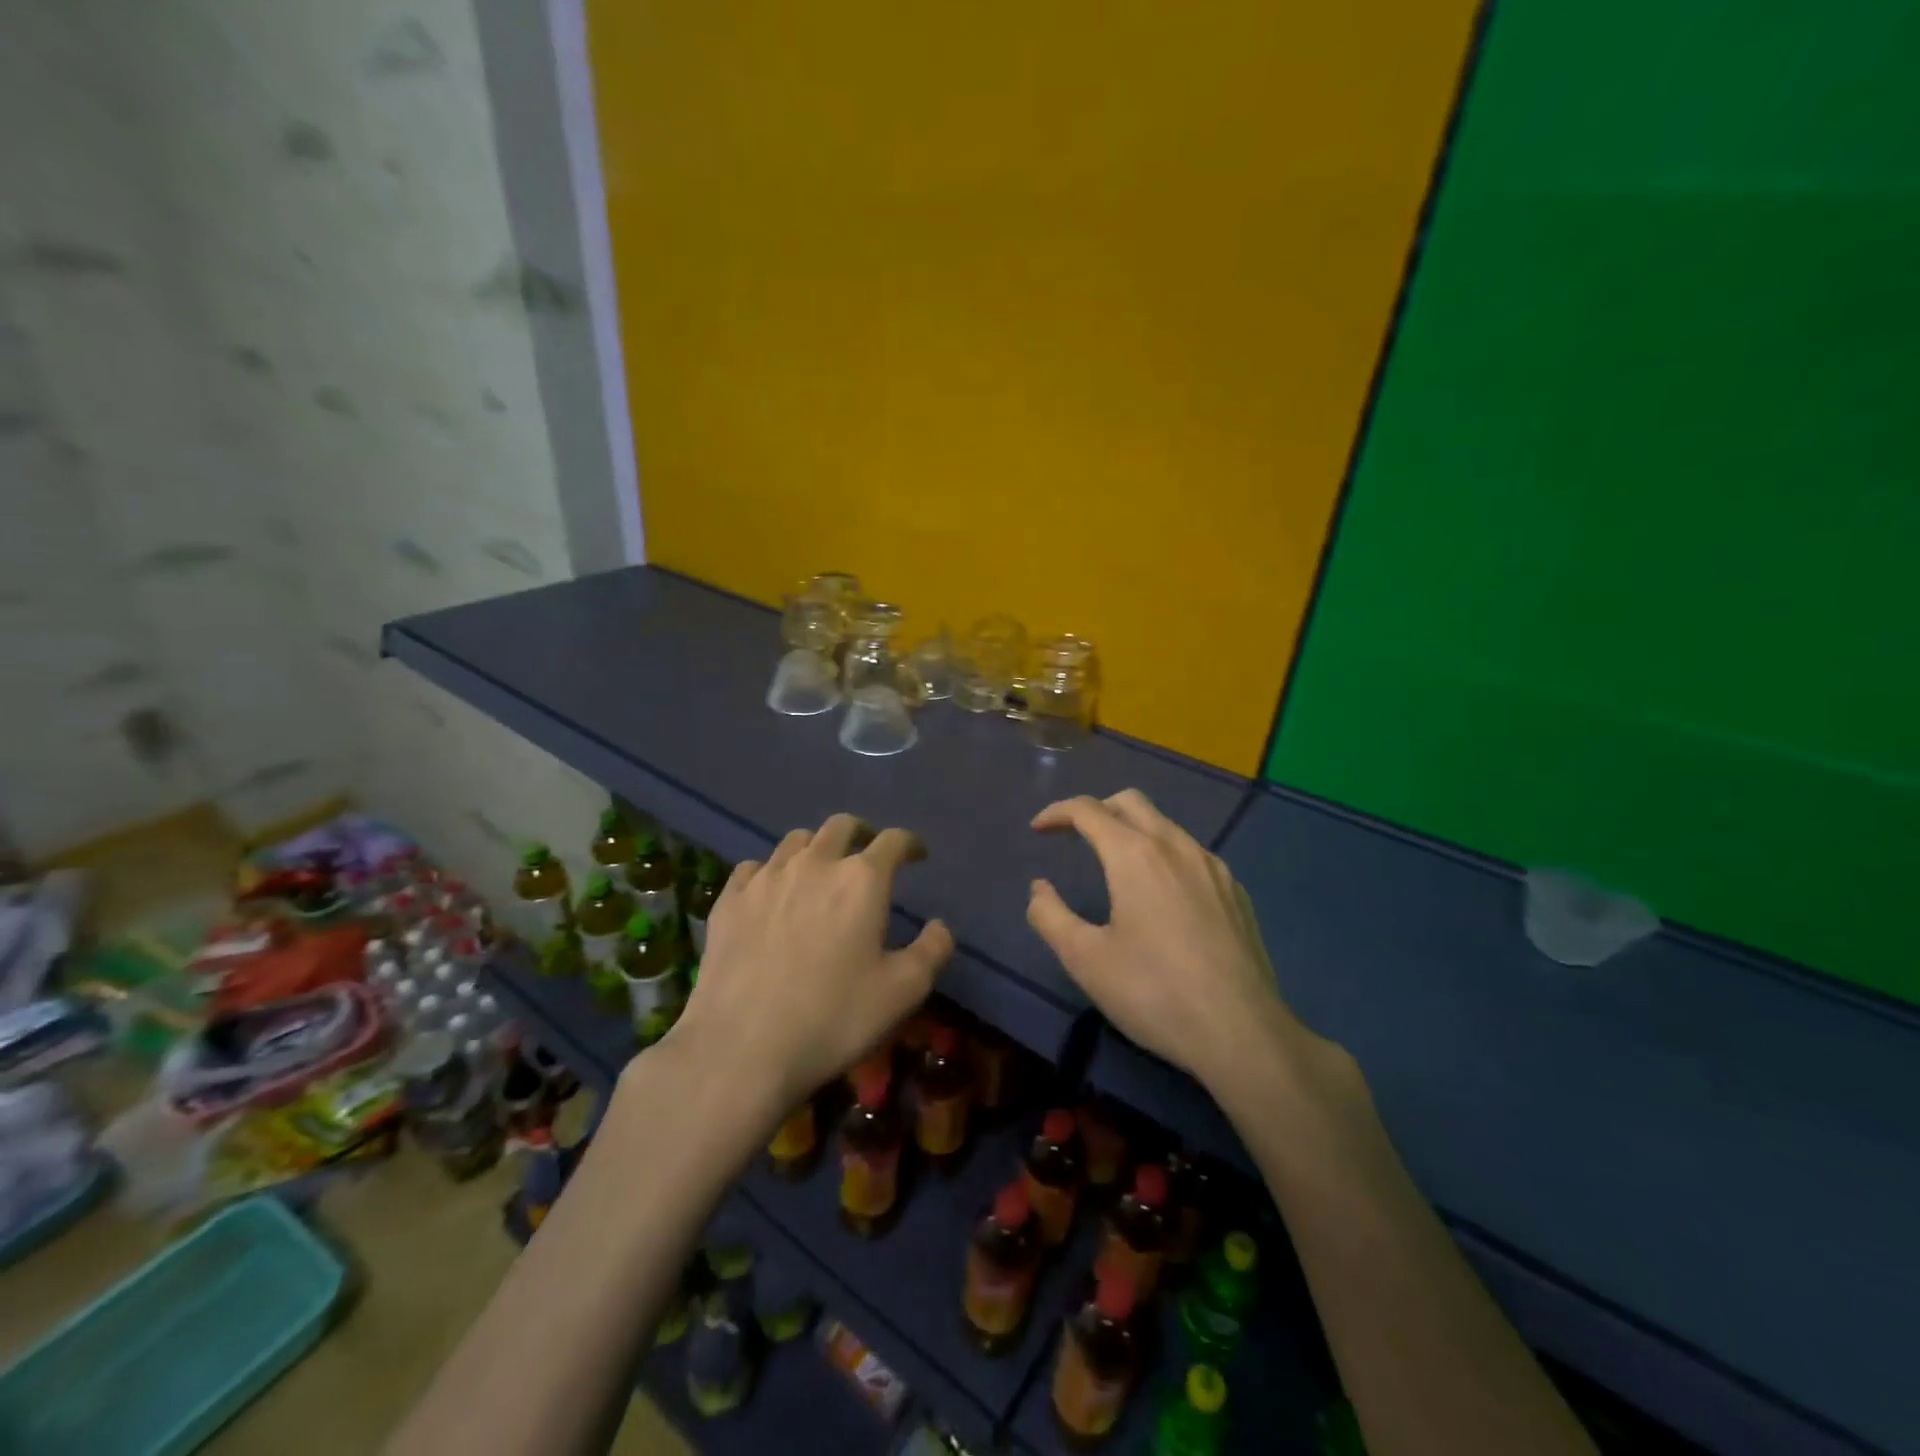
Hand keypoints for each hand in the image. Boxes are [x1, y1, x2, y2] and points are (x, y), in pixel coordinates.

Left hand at [670, 814, 953, 1112]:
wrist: (742, 1048)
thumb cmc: (834, 1018)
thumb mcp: (903, 992)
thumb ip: (932, 951)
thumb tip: (939, 926)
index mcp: (862, 880)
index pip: (893, 841)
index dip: (910, 843)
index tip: (917, 854)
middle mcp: (814, 864)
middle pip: (841, 826)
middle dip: (861, 833)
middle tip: (868, 853)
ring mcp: (765, 878)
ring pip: (795, 840)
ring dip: (815, 848)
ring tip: (819, 871)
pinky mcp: (729, 900)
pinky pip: (752, 868)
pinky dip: (770, 872)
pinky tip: (771, 894)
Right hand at [1026, 789, 1313, 1089]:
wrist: (1242, 1033)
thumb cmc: (1154, 992)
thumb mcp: (1085, 959)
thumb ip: (1050, 916)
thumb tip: (1039, 889)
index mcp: (1135, 855)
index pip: (1088, 810)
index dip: (1057, 812)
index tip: (1038, 829)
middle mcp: (1176, 846)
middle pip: (1130, 802)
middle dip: (1097, 809)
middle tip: (1075, 837)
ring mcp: (1213, 867)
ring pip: (1166, 826)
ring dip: (1133, 831)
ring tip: (1116, 867)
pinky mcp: (1236, 892)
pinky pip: (1192, 854)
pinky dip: (1165, 856)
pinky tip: (1163, 897)